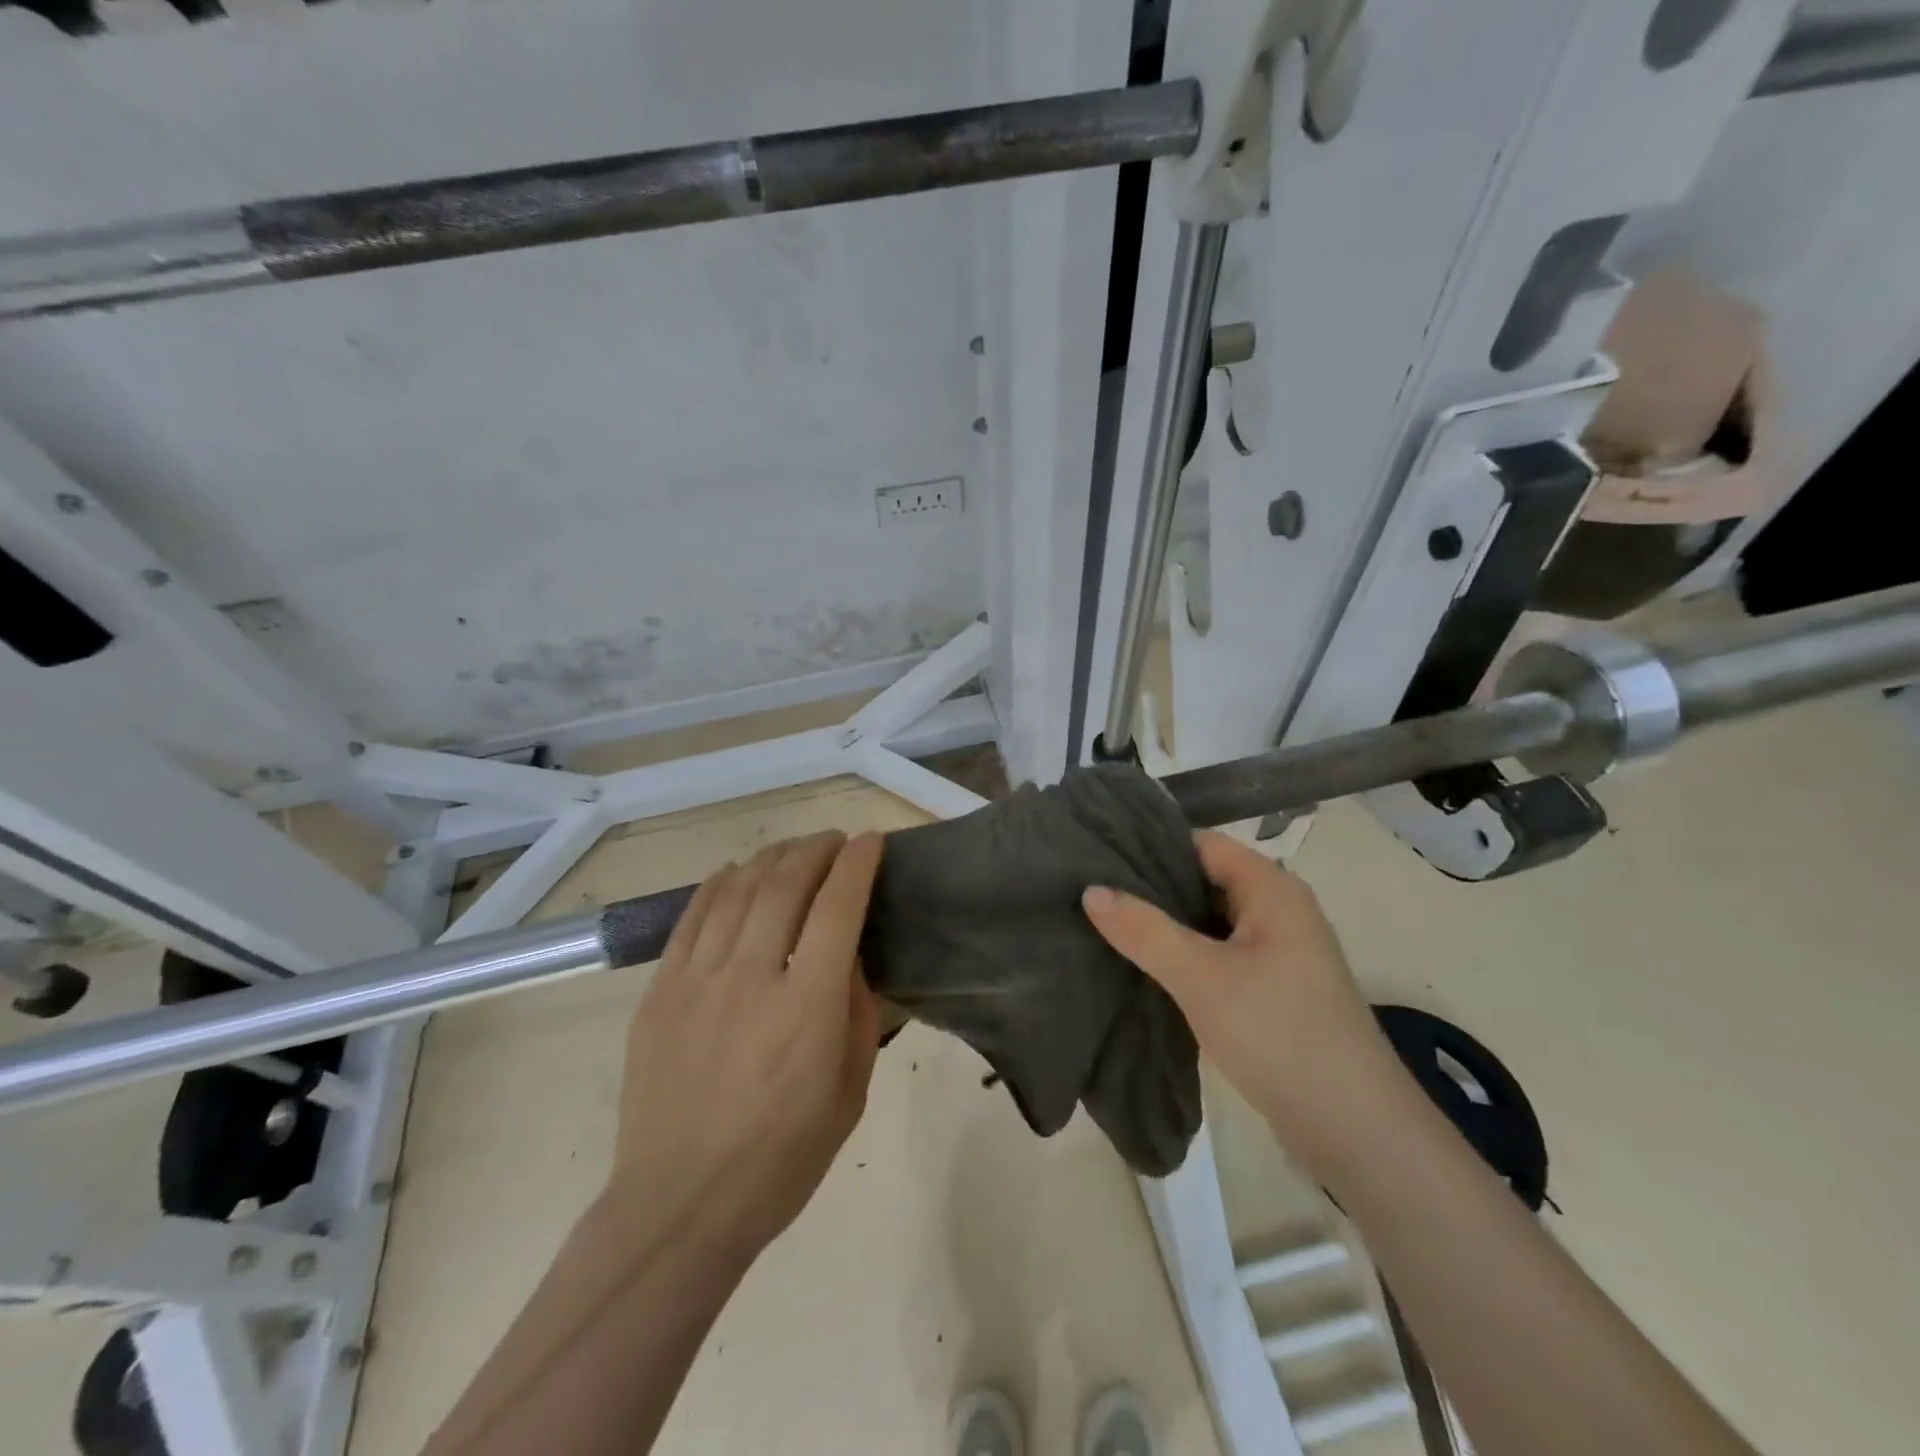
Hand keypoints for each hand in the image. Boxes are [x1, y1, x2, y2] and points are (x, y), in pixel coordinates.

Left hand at [607, 831, 884, 1260]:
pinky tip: (736, 873)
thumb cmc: (781, 1159)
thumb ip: (857, 1015)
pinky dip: (719, 884)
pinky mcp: (661, 991)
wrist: (680, 1205)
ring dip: (771, 859)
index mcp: (808, 1008)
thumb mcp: (850, 1092)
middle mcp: (752, 979)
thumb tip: (850, 959)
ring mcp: (698, 981)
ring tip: (791, 851)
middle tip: (833, 840)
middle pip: (785, 885)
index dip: (858, 864)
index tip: (871, 841)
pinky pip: (692, 918)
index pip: (838, 908)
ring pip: (737, 891)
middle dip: (815, 850)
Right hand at [1082, 830, 1400, 1168]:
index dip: (1151, 845)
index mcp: (1272, 889)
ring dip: (1165, 924)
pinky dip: (1183, 955)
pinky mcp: (1273, 989)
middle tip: (1092, 892)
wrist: (1356, 1131)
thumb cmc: (1279, 1034)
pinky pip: (1218, 955)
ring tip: (1105, 924)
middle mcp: (1278, 910)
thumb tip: (1091, 890)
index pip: (1201, 844)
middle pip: (1204, 880)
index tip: (1098, 855)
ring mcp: (1278, 952)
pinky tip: (1143, 965)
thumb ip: (1144, 930)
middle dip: (1151, 887)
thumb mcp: (1201, 978)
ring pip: (1208, 921)